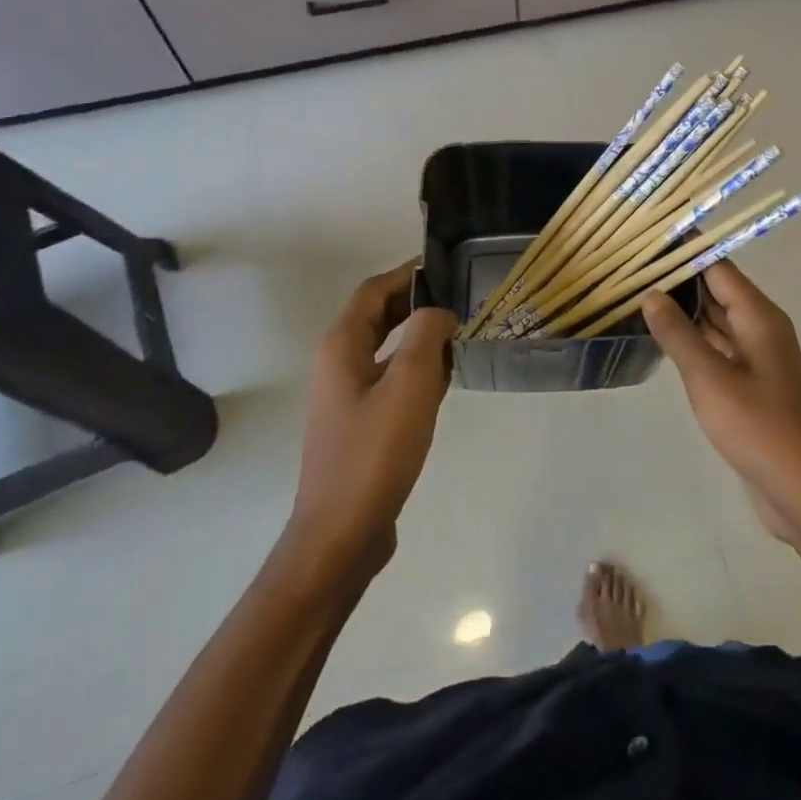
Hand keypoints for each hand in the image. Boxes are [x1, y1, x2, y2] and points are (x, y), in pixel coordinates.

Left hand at [286, 260, 457, 576]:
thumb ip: (427, 335)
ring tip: (462, 332)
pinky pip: (390, 377)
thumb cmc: (375, 453)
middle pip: (379, 315)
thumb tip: (439, 311)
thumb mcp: (410, 385)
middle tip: (461, 297)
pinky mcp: (360, 422)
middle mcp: (338, 363)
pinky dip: (416, 367)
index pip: (375, 290)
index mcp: (342, 346)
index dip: (409, 273)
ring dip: (420, 335)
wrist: (341, 533)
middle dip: (417, 301)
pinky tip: (447, 378)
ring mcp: (347, 395)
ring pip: (386, 347)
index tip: (448, 266)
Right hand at [643, 262, 800, 581]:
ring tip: (635, 296)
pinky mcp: (750, 387)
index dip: (685, 251)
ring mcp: (756, 359)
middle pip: (717, 291)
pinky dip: (691, 342)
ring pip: (715, 323)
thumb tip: (651, 293)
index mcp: (759, 317)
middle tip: (629, 268)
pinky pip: (717, 352)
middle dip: (678, 279)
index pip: (718, 267)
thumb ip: (678, 334)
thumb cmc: (761, 428)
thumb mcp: (711, 379)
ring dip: (681, 312)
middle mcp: (760, 329)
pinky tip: (661, 341)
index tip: (647, 237)